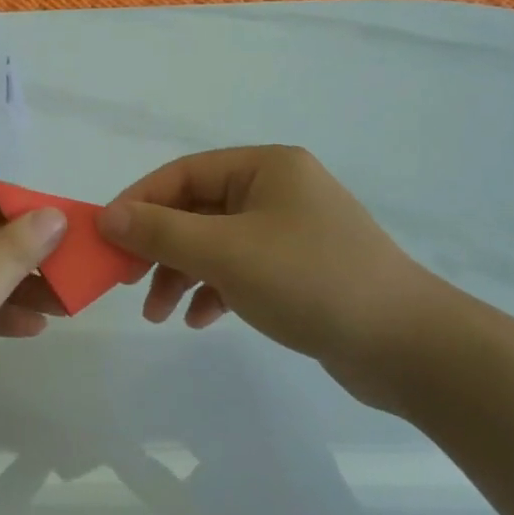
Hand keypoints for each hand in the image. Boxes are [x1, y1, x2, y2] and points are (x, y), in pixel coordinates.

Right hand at [99, 146, 441, 410]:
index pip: (183, 173)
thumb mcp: (226, 252)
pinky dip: (214, 290)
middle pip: (197, 209)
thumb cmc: (311, 281)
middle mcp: (277, 190)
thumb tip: (107, 216)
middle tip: (126, 279)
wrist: (408, 347)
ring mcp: (290, 231)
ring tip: (158, 313)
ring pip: (215, 243)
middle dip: (159, 246)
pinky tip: (200, 320)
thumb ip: (162, 231)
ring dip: (182, 274)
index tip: (105, 237)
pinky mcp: (299, 270)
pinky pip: (240, 270)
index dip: (139, 202)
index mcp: (265, 167)